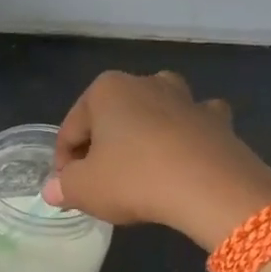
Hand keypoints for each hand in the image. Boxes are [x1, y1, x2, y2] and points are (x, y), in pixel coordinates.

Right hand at [41, 71, 270, 249]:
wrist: (211, 189)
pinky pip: (192, 126)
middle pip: (111, 118)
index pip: (71, 130)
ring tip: (138, 170)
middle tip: (99, 183)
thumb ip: (63, 186)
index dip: (63, 162)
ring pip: (153, 114)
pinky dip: (185, 137)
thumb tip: (53, 189)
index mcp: (106, 90)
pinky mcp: (217, 119)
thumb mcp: (83, 189)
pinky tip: (183, 159)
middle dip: (102, 147)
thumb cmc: (134, 179)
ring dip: (143, 135)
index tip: (67, 188)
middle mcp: (146, 82)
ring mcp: (186, 97)